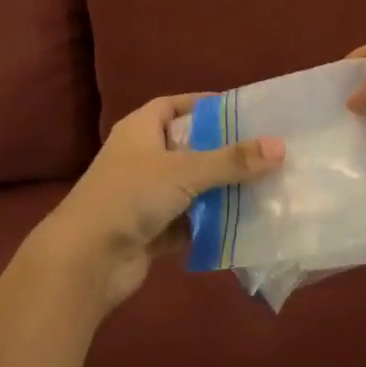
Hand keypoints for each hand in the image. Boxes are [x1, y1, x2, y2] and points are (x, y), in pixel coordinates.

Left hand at [35, 94, 283, 310]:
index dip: (206, 106)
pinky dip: (210, 223)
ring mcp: (144, 196)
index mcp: (141, 128)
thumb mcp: (185, 170)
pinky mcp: (150, 231)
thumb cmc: (131, 196)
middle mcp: (142, 157)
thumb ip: (232, 160)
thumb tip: (280, 147)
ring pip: (191, 187)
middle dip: (223, 152)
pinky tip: (244, 224)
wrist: (85, 261)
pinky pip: (188, 221)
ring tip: (264, 187)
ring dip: (220, 190)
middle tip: (264, 151)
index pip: (175, 106)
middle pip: (188, 147)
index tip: (242, 112)